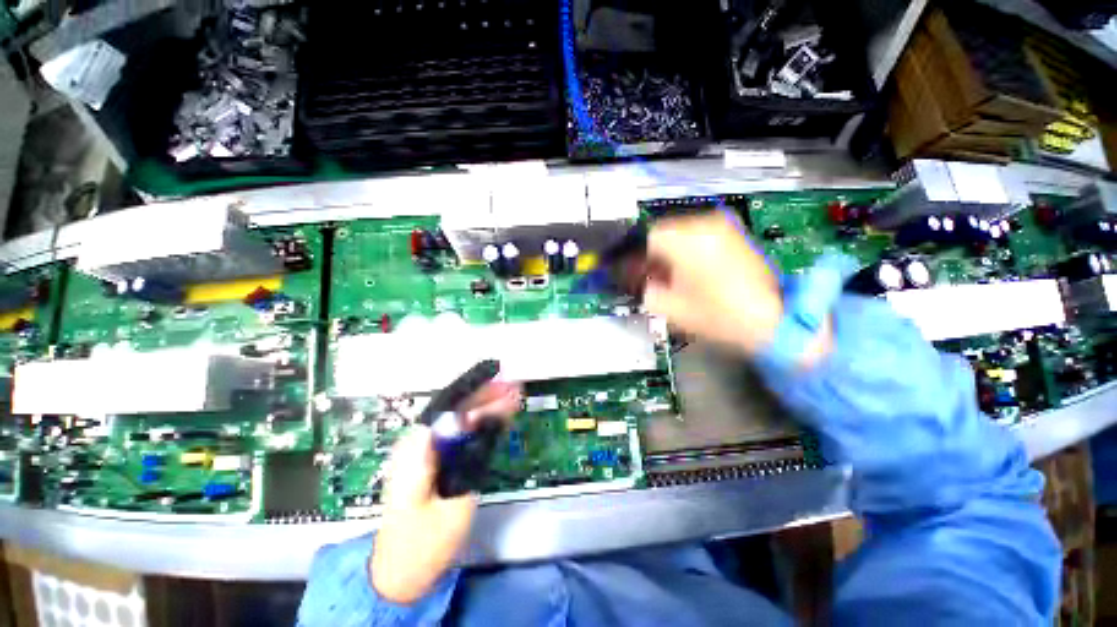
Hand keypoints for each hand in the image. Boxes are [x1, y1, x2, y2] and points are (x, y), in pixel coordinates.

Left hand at [370, 381, 521, 604]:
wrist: (398, 572)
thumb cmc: (424, 544)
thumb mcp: (452, 502)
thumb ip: (462, 458)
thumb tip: (474, 418)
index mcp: (416, 449)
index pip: (450, 407)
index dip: (477, 390)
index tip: (501, 379)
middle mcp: (416, 442)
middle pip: (454, 409)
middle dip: (486, 396)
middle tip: (515, 388)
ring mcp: (421, 450)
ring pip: (457, 418)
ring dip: (485, 406)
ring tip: (511, 396)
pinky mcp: (429, 459)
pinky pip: (456, 432)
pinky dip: (478, 423)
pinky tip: (497, 417)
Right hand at [644, 212, 783, 354]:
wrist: (772, 320)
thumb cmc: (719, 315)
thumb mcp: (670, 307)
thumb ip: (646, 290)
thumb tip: (643, 280)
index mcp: (686, 240)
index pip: (648, 237)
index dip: (637, 255)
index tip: (635, 270)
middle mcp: (705, 226)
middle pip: (665, 232)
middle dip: (655, 254)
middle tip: (652, 276)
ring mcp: (724, 228)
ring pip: (683, 233)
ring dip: (672, 252)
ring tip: (672, 276)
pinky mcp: (736, 236)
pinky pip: (702, 236)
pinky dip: (690, 250)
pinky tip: (691, 272)